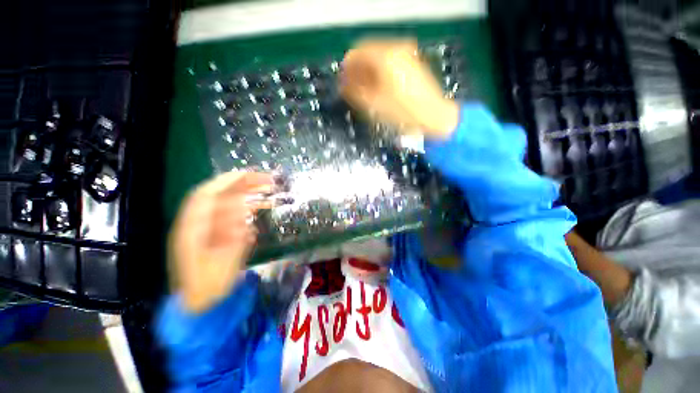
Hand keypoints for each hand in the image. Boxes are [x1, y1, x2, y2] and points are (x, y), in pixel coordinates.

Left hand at [169, 172, 273, 312]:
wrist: (201, 302)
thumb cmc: (209, 286)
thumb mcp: (222, 262)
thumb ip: (232, 236)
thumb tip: (242, 210)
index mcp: (192, 228)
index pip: (207, 195)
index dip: (228, 181)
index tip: (251, 174)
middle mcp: (198, 223)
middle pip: (218, 195)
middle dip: (243, 184)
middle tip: (267, 180)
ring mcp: (207, 227)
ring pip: (226, 203)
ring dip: (248, 194)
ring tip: (268, 190)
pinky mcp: (217, 233)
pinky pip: (232, 214)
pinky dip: (247, 207)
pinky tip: (261, 206)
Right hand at [340, 39, 459, 138]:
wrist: (433, 116)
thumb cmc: (401, 112)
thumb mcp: (372, 105)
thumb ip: (353, 92)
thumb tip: (342, 84)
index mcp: (384, 56)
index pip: (355, 54)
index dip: (346, 69)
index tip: (342, 85)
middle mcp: (395, 48)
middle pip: (367, 54)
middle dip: (357, 71)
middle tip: (352, 90)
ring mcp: (406, 54)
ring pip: (378, 59)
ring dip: (368, 73)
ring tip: (364, 92)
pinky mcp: (412, 63)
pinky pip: (389, 64)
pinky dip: (380, 74)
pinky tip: (378, 88)